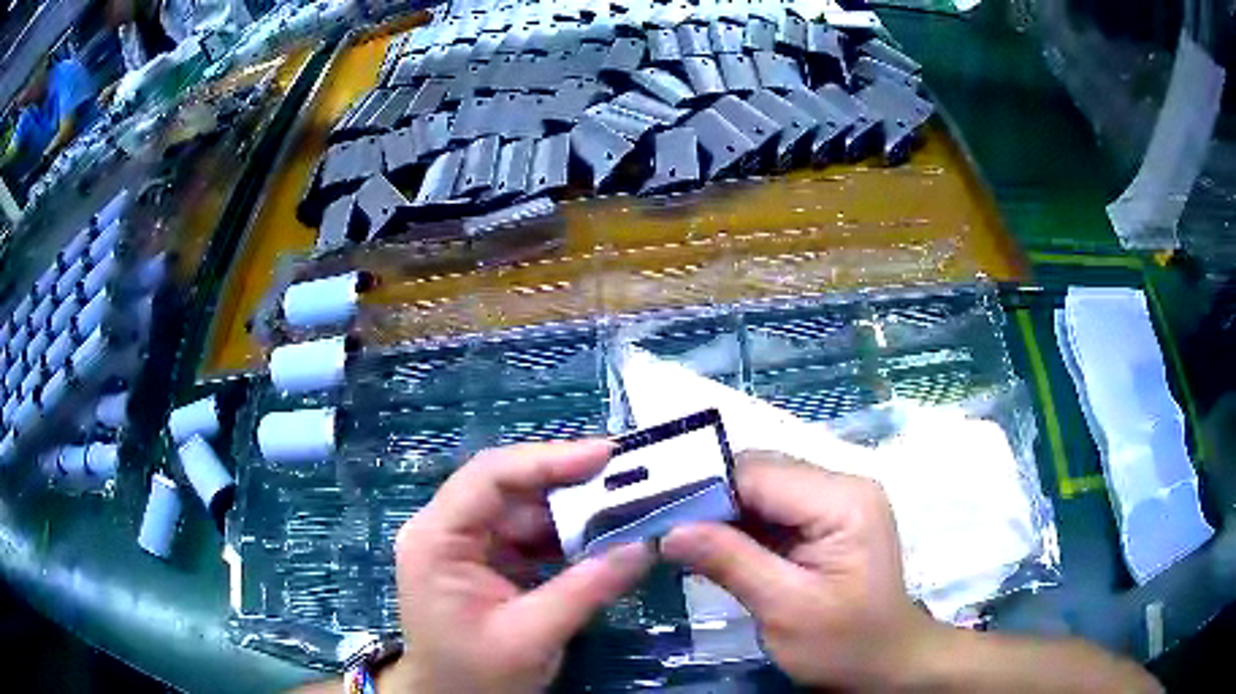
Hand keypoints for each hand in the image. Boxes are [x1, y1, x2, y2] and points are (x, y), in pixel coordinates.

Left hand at [391, 440, 654, 693]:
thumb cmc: (475, 675)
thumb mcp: (531, 637)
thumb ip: (586, 590)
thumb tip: (644, 547)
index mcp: (437, 539)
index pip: (489, 477)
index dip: (547, 460)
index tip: (605, 456)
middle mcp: (445, 529)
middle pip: (508, 486)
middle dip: (568, 483)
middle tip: (627, 478)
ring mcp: (465, 544)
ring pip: (523, 508)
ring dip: (573, 510)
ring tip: (625, 505)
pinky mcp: (485, 559)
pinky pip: (528, 534)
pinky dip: (566, 535)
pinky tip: (601, 537)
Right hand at [661, 452, 941, 689]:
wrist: (884, 664)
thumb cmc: (844, 644)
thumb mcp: (785, 609)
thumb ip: (731, 562)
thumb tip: (670, 530)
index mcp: (843, 500)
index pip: (759, 474)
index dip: (703, 489)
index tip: (654, 515)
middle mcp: (841, 486)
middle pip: (759, 475)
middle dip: (708, 501)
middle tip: (660, 530)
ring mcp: (835, 501)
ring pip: (760, 491)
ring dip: (720, 515)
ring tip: (676, 537)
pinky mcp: (824, 520)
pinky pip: (771, 511)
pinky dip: (738, 528)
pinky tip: (710, 547)